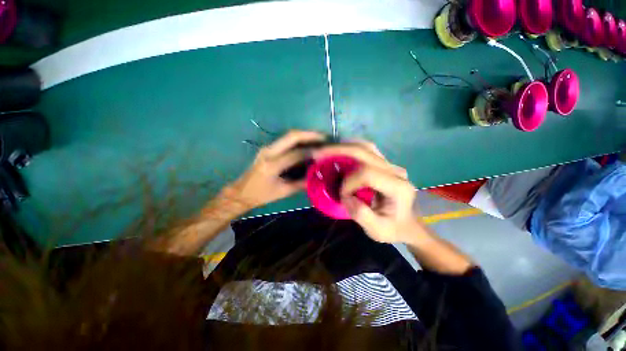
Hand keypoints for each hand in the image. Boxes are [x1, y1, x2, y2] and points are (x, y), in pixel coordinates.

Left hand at [227, 130, 325, 209]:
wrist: (241, 192)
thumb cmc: (262, 195)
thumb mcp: (283, 192)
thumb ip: (301, 183)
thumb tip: (317, 176)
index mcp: (272, 165)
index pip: (296, 154)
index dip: (312, 152)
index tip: (325, 152)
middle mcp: (268, 152)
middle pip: (292, 136)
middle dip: (310, 135)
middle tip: (324, 137)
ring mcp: (267, 148)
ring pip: (289, 135)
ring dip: (305, 135)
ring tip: (319, 138)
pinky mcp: (268, 148)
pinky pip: (286, 140)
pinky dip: (299, 140)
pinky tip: (308, 143)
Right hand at [313, 141, 424, 243]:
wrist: (406, 224)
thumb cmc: (393, 229)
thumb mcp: (378, 231)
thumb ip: (362, 215)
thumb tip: (346, 197)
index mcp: (398, 188)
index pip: (368, 174)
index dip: (349, 182)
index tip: (342, 195)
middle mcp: (396, 171)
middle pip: (366, 152)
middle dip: (339, 151)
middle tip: (318, 154)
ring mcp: (391, 165)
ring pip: (366, 146)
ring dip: (344, 146)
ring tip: (326, 150)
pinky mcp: (385, 164)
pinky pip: (366, 150)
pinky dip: (350, 149)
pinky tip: (338, 152)